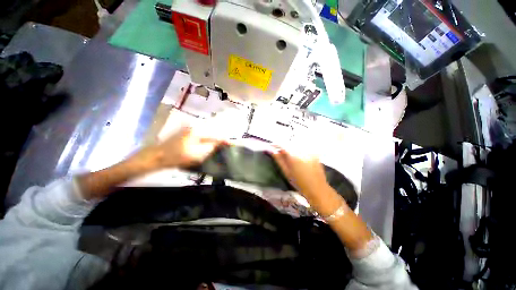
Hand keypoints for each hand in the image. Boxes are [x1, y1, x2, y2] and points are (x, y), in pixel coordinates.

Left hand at [77, 127, 222, 199]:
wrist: (153, 158)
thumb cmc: (175, 157)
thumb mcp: (197, 154)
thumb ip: (212, 146)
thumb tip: (223, 142)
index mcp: (198, 130)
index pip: (217, 134)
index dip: (226, 140)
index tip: (233, 146)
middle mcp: (195, 127)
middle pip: (213, 132)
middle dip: (221, 140)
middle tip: (226, 148)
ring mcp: (189, 130)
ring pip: (207, 134)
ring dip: (213, 141)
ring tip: (219, 148)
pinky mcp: (184, 134)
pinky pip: (200, 137)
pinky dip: (206, 142)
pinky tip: (207, 148)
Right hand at [271, 146, 331, 203]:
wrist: (317, 188)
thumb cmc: (299, 183)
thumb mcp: (286, 172)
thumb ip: (278, 159)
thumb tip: (271, 150)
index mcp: (294, 155)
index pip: (283, 144)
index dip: (276, 144)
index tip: (271, 147)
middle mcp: (302, 150)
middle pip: (290, 142)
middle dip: (283, 145)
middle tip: (278, 151)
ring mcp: (310, 150)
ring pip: (296, 143)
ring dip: (290, 146)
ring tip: (287, 153)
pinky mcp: (314, 152)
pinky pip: (303, 146)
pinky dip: (298, 148)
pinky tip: (297, 155)